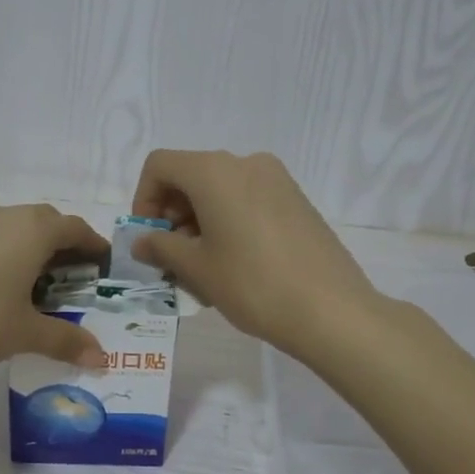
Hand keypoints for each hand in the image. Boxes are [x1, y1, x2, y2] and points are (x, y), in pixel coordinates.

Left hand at [0, 204, 110, 378]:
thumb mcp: (25, 333)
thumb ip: (66, 341)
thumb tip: (101, 359)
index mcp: (32, 230)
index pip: (75, 228)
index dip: (93, 246)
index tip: (103, 266)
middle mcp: (3, 216)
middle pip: (45, 223)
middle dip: (64, 247)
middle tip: (74, 279)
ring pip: (13, 229)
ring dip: (31, 250)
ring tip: (36, 286)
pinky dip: (3, 255)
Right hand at [130, 150, 376, 356]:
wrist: (331, 310)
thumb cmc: (252, 284)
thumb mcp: (197, 268)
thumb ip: (161, 247)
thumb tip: (142, 242)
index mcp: (214, 171)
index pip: (160, 166)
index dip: (143, 200)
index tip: (149, 239)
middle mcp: (245, 163)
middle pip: (191, 176)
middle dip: (172, 215)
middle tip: (172, 260)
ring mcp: (276, 180)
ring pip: (220, 191)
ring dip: (199, 223)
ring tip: (203, 270)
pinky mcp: (296, 200)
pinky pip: (247, 200)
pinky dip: (228, 223)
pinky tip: (234, 265)